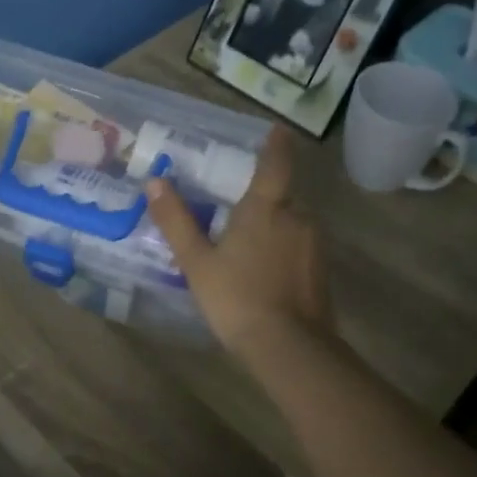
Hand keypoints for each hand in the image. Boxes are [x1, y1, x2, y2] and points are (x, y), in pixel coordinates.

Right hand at [145, 126, 332, 354]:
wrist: (288, 347)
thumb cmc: (236, 297)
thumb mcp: (197, 261)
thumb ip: (176, 220)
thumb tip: (155, 181)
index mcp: (266, 208)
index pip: (275, 164)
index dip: (277, 145)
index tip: (278, 129)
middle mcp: (297, 217)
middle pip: (283, 196)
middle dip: (265, 198)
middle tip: (239, 205)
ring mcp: (314, 244)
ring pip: (293, 222)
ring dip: (274, 225)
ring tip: (248, 242)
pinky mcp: (322, 270)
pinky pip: (300, 245)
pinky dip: (284, 248)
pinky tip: (265, 269)